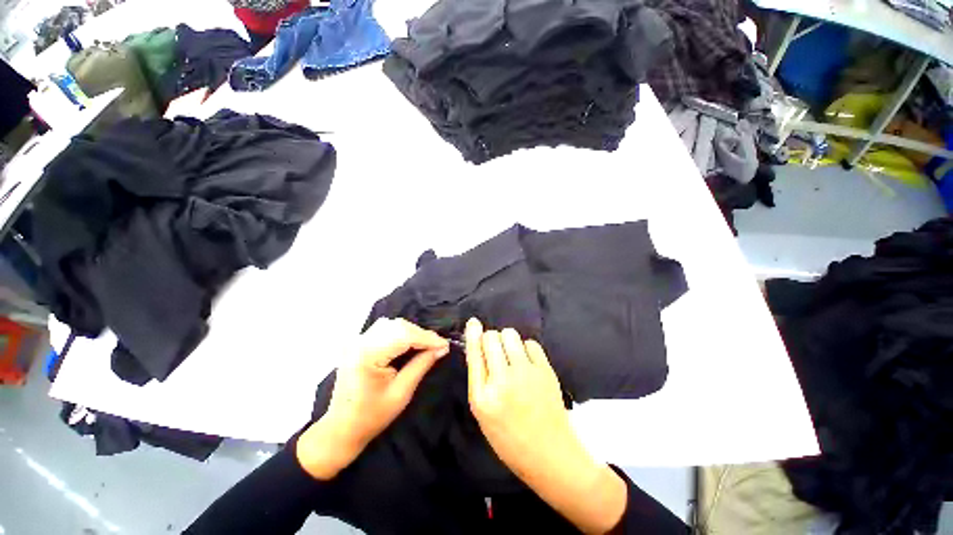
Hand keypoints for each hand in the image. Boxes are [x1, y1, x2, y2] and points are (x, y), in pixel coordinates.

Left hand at [297, 318, 448, 479]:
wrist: (340, 429)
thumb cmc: (371, 417)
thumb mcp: (402, 393)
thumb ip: (422, 365)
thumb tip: (442, 348)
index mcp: (367, 355)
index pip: (404, 336)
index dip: (427, 338)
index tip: (445, 344)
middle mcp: (360, 342)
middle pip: (398, 326)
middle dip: (421, 334)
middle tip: (438, 346)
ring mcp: (357, 341)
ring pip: (392, 325)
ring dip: (412, 332)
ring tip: (426, 345)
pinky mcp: (358, 343)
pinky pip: (384, 330)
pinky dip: (401, 334)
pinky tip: (410, 344)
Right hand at [465, 318, 626, 533]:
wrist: (549, 453)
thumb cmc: (510, 437)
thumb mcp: (484, 413)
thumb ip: (479, 379)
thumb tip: (478, 346)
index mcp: (483, 397)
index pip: (475, 354)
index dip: (473, 334)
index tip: (474, 322)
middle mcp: (503, 380)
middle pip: (492, 338)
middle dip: (491, 340)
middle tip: (497, 354)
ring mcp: (526, 373)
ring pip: (510, 335)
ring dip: (507, 341)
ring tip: (511, 357)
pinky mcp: (545, 370)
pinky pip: (530, 343)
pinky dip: (526, 349)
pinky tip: (527, 363)